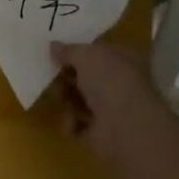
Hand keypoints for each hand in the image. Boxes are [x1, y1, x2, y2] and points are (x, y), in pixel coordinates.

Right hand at [49, 42, 168, 163]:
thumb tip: (54, 46)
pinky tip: (71, 122)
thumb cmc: (109, 80)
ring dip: (67, 99)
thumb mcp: (85, 55)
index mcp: (124, 58)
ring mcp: (113, 108)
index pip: (99, 51)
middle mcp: (121, 82)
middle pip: (87, 76)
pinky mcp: (103, 132)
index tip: (57, 54)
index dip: (79, 52)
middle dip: (68, 77)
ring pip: (81, 99)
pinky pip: (79, 123)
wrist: (125, 126)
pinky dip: (72, 123)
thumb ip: (68, 50)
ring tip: (62, 100)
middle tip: (54, 76)